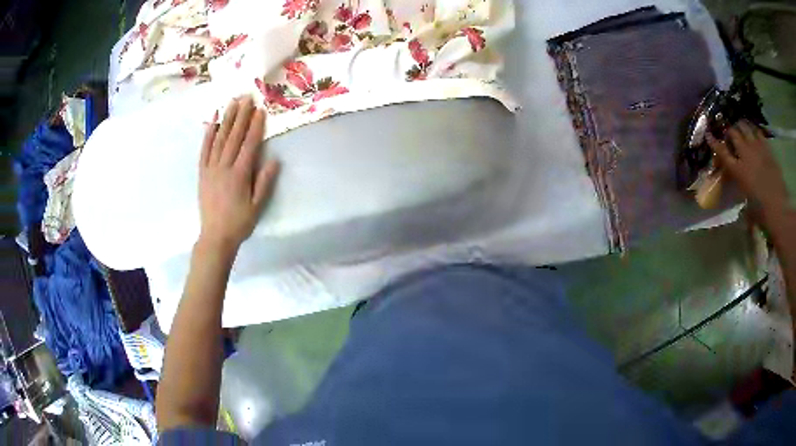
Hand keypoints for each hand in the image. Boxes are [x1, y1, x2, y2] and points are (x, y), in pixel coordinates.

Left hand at [199, 97, 279, 251]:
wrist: (215, 237)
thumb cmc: (239, 223)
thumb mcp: (257, 206)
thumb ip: (264, 182)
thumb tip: (274, 160)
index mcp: (240, 175)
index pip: (249, 145)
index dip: (255, 126)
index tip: (260, 110)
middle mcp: (224, 167)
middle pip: (233, 137)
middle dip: (241, 115)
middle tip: (247, 96)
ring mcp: (211, 168)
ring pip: (219, 139)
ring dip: (226, 119)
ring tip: (232, 102)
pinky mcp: (202, 172)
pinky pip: (204, 150)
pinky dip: (208, 134)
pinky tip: (212, 121)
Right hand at [707, 121, 789, 227]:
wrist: (779, 209)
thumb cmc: (761, 213)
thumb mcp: (747, 206)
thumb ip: (741, 192)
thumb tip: (739, 189)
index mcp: (738, 170)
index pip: (722, 152)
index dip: (714, 142)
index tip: (709, 134)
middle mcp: (745, 155)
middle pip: (733, 133)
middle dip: (729, 132)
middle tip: (729, 134)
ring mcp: (757, 149)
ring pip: (745, 127)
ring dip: (741, 126)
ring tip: (740, 128)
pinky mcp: (766, 148)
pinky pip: (757, 132)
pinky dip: (753, 130)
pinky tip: (753, 132)